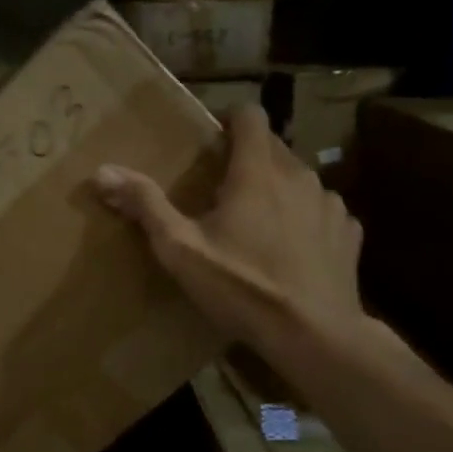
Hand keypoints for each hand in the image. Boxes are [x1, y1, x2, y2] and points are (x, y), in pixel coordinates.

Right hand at [95, 104, 366, 352]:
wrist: (315, 336)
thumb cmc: (242, 287)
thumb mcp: (181, 249)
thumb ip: (145, 205)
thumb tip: (103, 171)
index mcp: (257, 172)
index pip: (251, 115)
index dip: (230, 120)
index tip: (212, 141)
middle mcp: (300, 176)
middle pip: (273, 147)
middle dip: (248, 158)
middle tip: (222, 190)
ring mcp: (331, 204)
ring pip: (300, 178)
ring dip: (278, 188)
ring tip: (258, 222)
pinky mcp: (349, 233)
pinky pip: (322, 210)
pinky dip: (304, 218)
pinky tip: (291, 249)